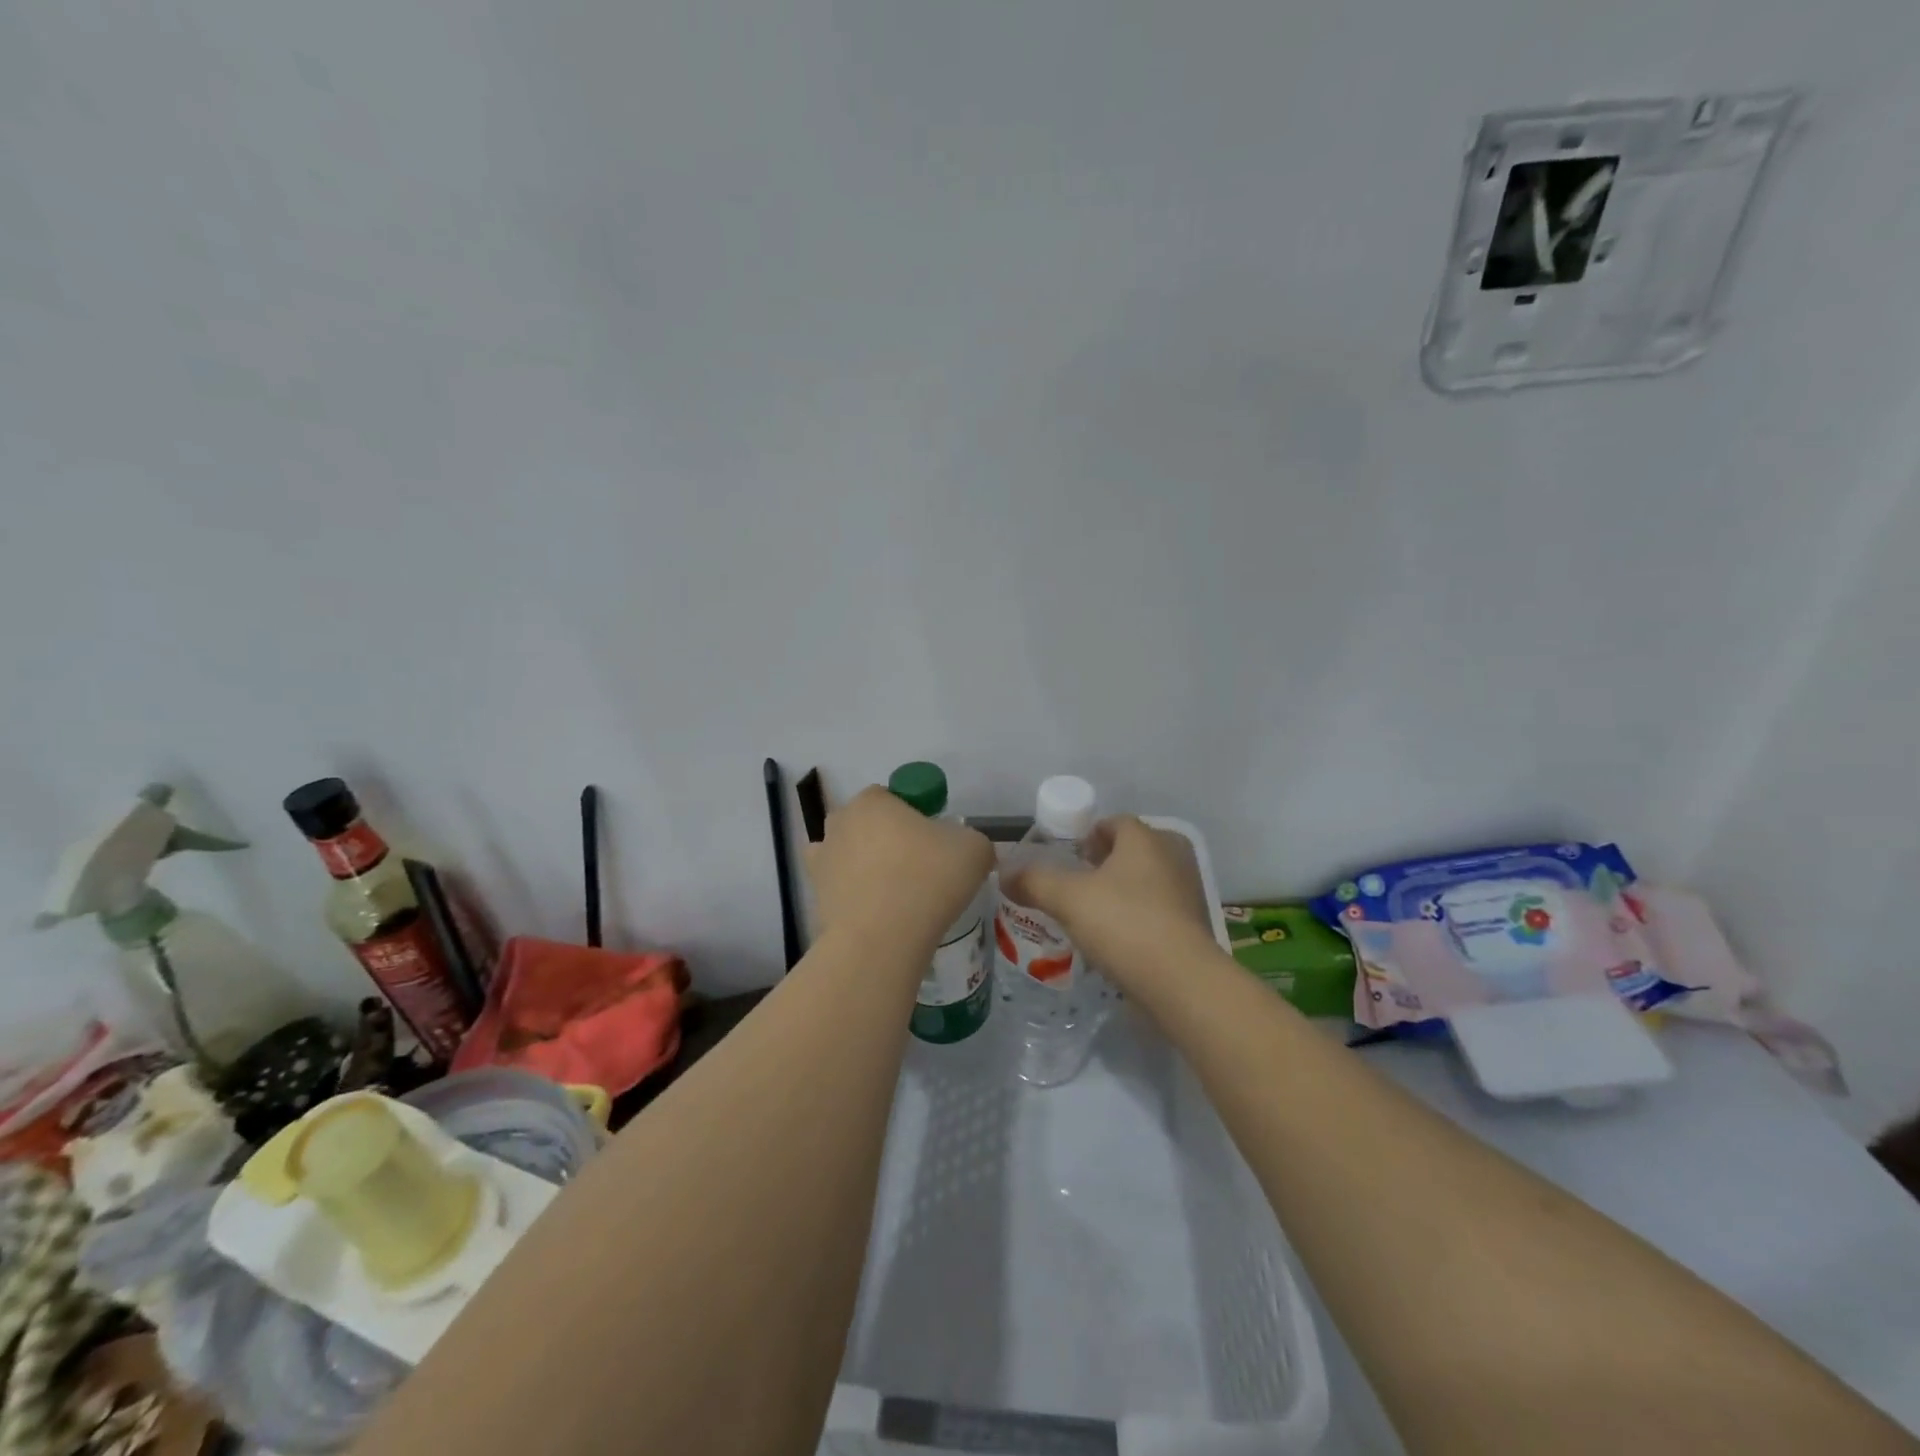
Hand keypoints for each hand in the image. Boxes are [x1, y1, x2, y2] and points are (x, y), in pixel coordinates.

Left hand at [807, 786, 993, 955]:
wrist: (882, 939)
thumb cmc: (928, 880)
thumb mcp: (974, 849)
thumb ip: (971, 838)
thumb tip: (963, 848)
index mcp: (873, 801)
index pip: (892, 796)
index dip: (914, 815)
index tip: (933, 841)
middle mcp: (840, 822)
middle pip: (867, 823)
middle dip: (887, 838)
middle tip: (918, 867)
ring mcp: (822, 859)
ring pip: (848, 853)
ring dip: (865, 865)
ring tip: (895, 893)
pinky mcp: (816, 895)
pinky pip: (838, 886)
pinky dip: (851, 893)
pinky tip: (873, 909)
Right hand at [1001, 816, 1214, 989]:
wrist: (1181, 982)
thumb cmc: (1124, 924)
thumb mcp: (1067, 899)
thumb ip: (1034, 881)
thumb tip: (1004, 873)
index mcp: (1145, 839)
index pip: (1114, 823)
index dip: (1087, 836)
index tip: (1067, 858)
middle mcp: (1172, 857)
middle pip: (1132, 851)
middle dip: (1105, 864)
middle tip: (1077, 885)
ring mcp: (1188, 892)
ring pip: (1147, 882)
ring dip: (1122, 893)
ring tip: (1093, 916)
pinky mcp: (1194, 927)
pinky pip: (1159, 911)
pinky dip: (1139, 919)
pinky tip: (1117, 942)